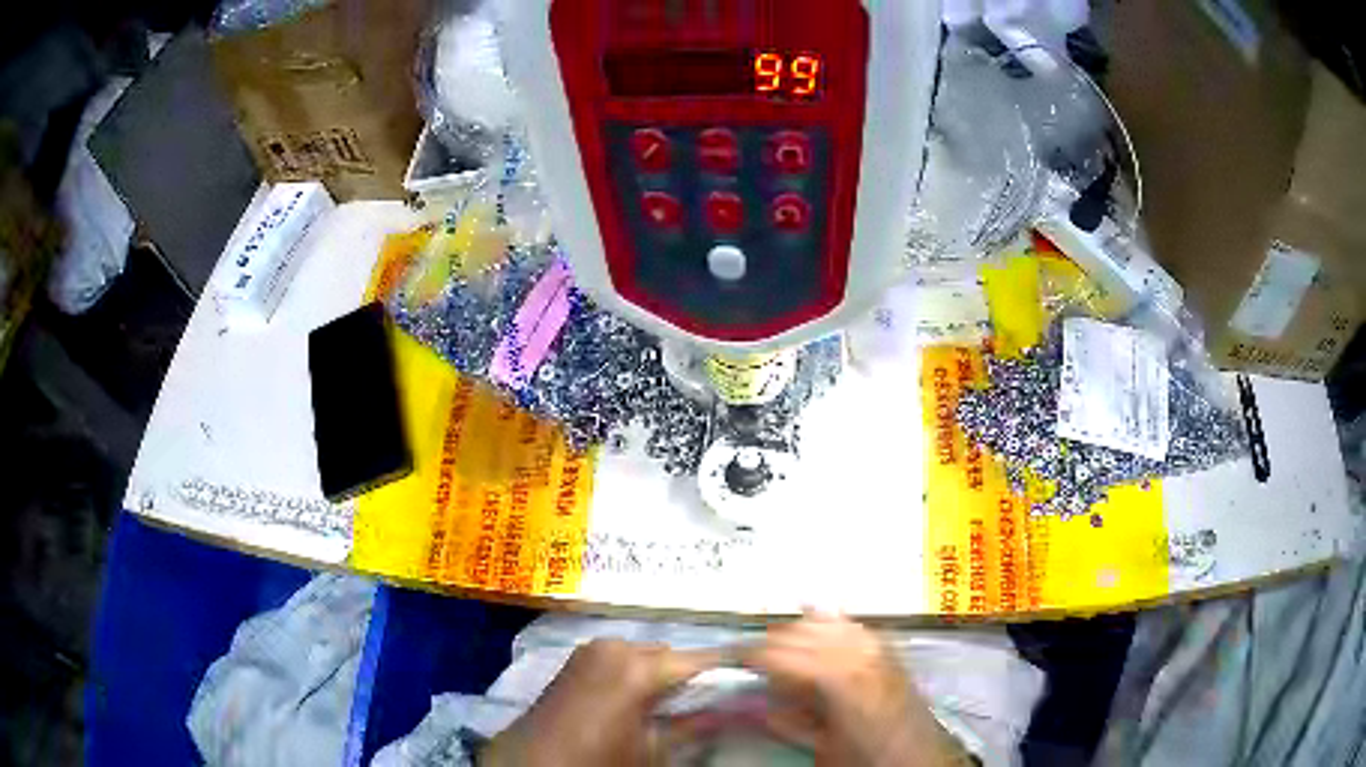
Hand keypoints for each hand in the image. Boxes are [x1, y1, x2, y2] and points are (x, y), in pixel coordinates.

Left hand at [480, 638, 720, 765]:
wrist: (531, 763)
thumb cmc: (597, 760)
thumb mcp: (652, 751)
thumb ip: (695, 727)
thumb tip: (737, 710)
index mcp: (637, 667)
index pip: (700, 660)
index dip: (731, 667)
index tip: (757, 673)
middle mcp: (615, 646)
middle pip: (672, 655)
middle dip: (694, 675)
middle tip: (716, 701)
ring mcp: (592, 648)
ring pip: (647, 655)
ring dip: (665, 674)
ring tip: (679, 703)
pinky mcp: (578, 657)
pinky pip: (622, 657)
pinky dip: (638, 672)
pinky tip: (644, 698)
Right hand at [741, 611, 968, 766]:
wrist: (920, 758)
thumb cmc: (868, 758)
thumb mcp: (820, 748)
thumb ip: (785, 721)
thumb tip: (752, 699)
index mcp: (836, 678)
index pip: (777, 653)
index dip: (746, 655)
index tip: (726, 660)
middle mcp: (857, 650)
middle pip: (796, 632)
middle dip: (765, 644)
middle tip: (744, 662)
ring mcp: (875, 643)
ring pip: (821, 620)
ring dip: (793, 632)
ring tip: (774, 652)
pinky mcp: (886, 645)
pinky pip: (848, 622)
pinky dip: (825, 621)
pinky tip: (811, 618)